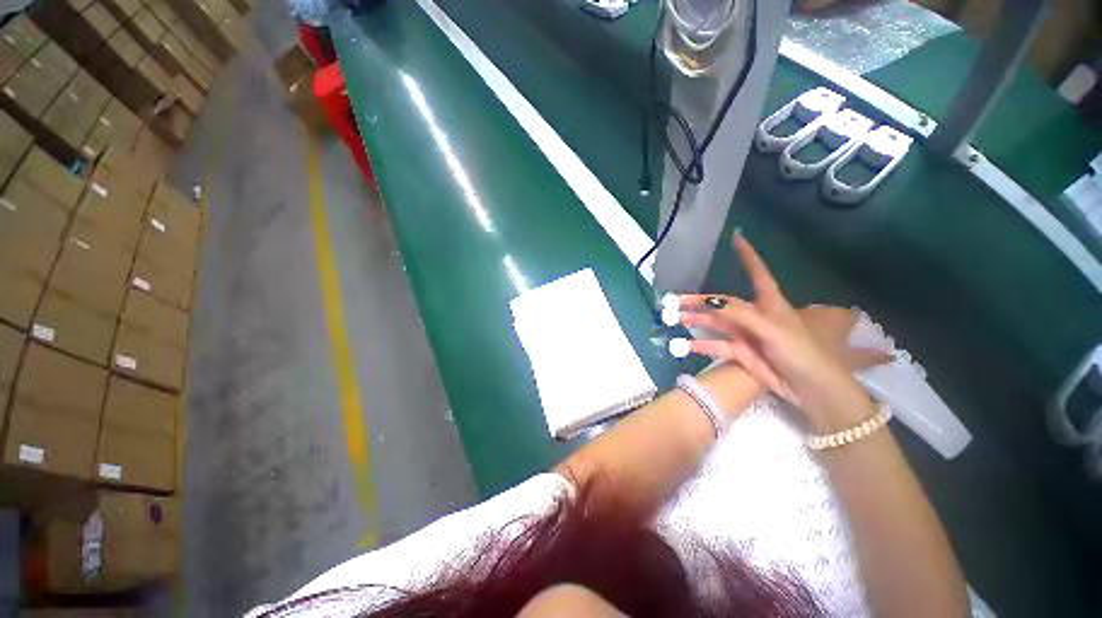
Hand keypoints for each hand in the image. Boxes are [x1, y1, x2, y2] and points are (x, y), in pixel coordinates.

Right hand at [679, 235, 881, 430]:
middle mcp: (753, 315)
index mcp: (768, 302)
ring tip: (671, 318)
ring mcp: (744, 334)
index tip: (736, 238)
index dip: (747, 256)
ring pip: (713, 323)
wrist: (809, 387)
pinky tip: (683, 344)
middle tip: (673, 301)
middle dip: (698, 300)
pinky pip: (714, 345)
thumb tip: (709, 301)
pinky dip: (698, 344)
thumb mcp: (771, 328)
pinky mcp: (739, 352)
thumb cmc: (799, 351)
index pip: (756, 272)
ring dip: (693, 320)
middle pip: (721, 302)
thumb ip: (740, 314)